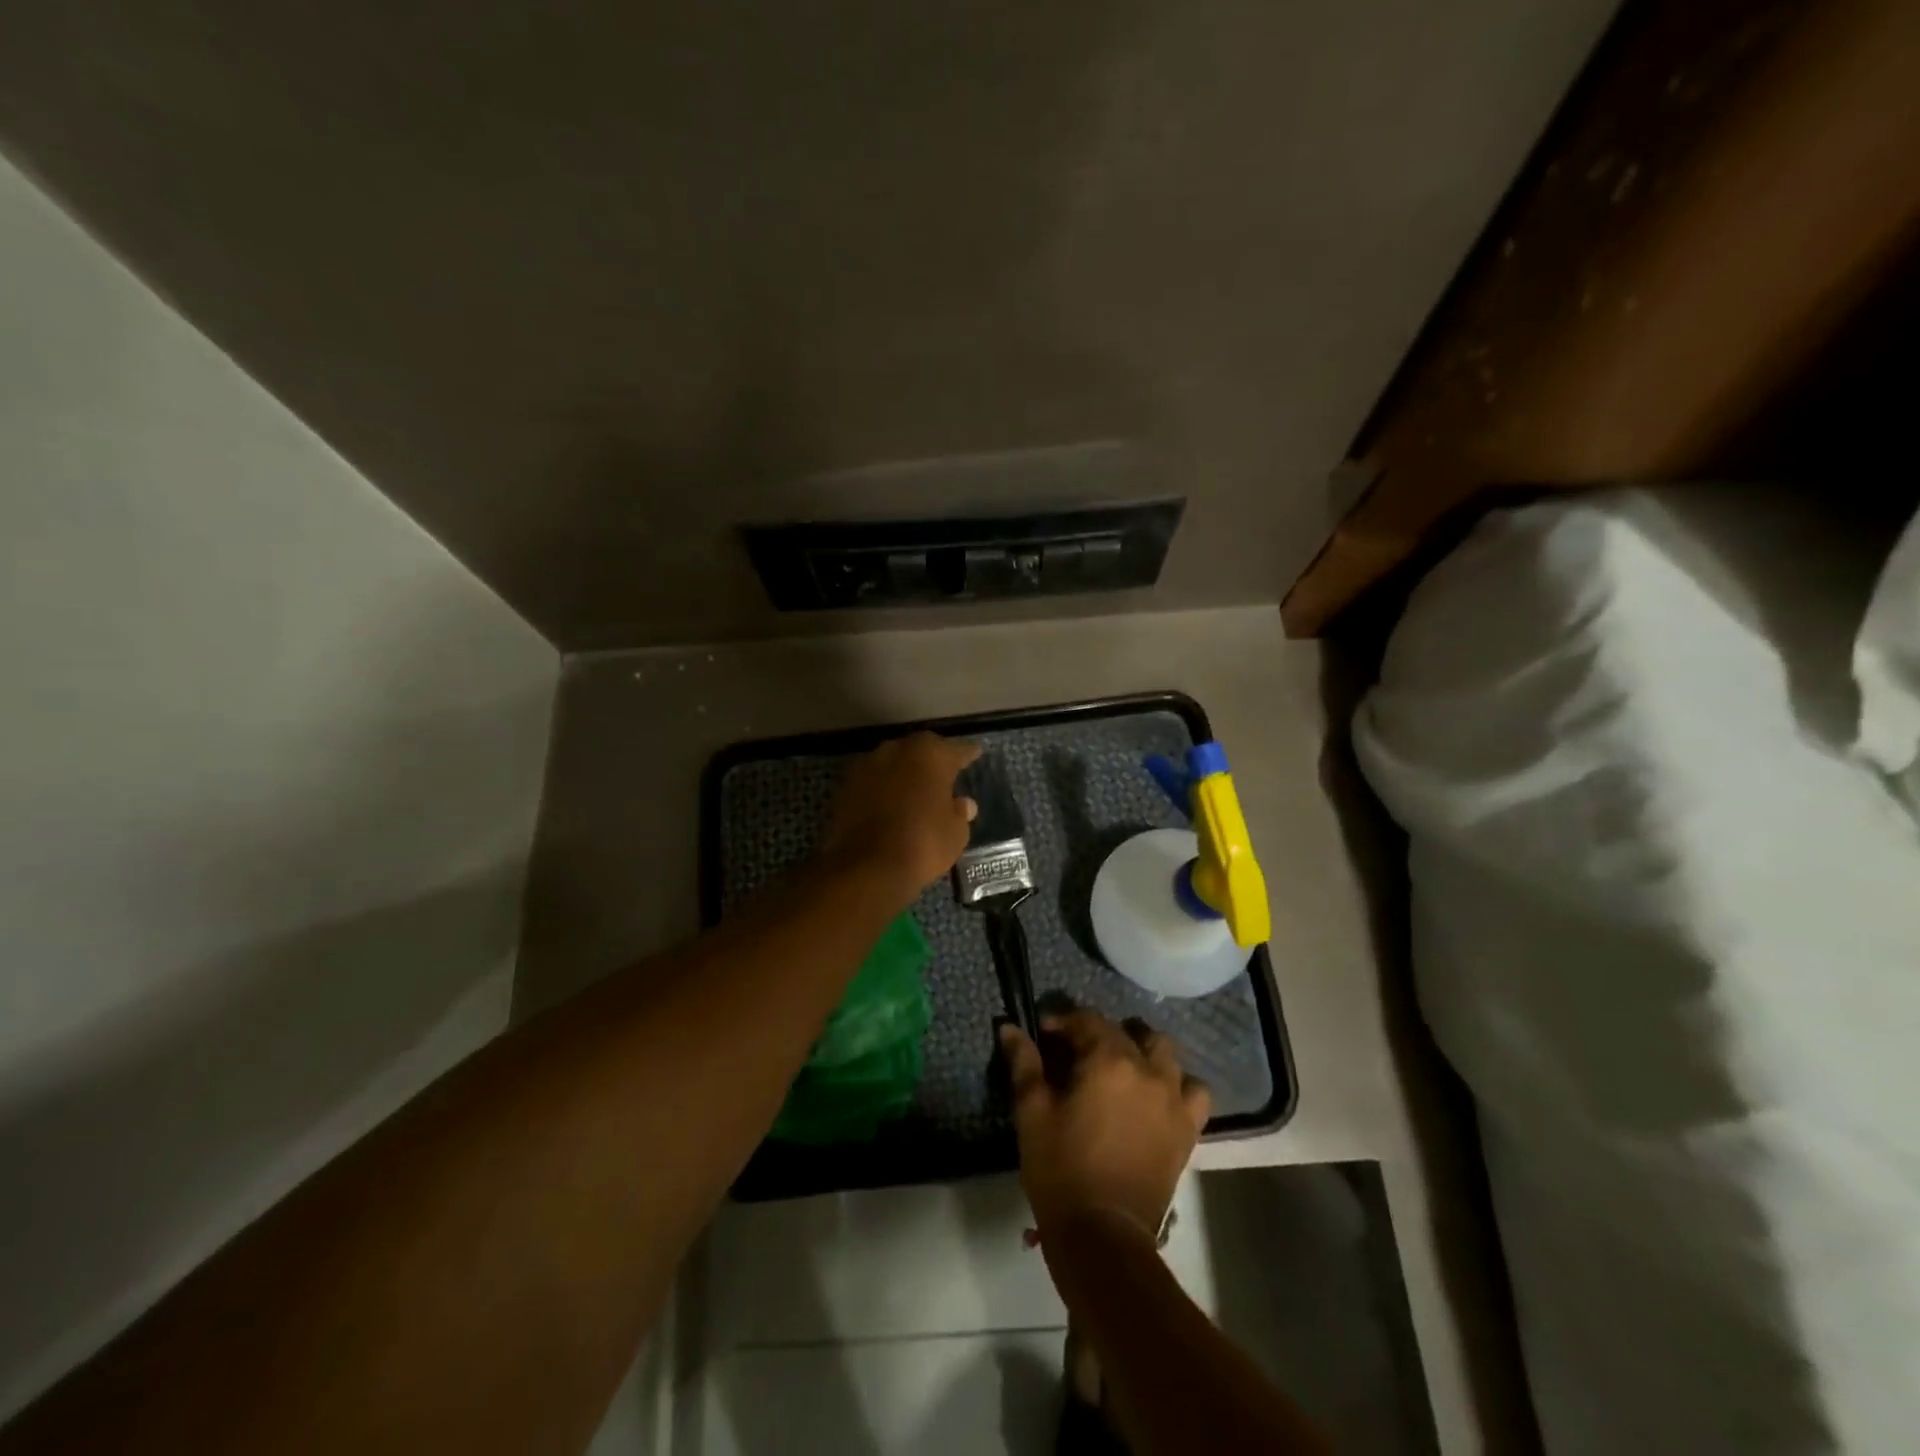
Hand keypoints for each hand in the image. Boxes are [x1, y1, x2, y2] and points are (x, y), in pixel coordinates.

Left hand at [819, 731, 980, 898]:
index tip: (975, 753)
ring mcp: (867, 764)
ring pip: (893, 762)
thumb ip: (959, 813)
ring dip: (903, 772)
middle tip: (942, 774)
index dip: (967, 754)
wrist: (865, 867)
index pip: (957, 749)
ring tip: (913, 790)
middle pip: (921, 750)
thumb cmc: (922, 845)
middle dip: (931, 761)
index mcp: (931, 755)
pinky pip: (872, 780)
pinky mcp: (845, 784)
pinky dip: (881, 788)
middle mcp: (898, 749)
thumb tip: (962, 804)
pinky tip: (888, 803)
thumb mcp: (955, 833)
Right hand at [1000, 1010, 1210, 1242]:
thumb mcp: (1032, 1113)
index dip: (1062, 1021)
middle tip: (1076, 1054)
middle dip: (1098, 1033)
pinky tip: (1157, 1094)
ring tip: (1120, 1066)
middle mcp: (1147, 1069)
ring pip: (1164, 1051)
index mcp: (1108, 1060)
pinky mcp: (1188, 1129)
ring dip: (1141, 1049)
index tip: (1044, 1034)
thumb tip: (1009, 1028)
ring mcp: (1173, 1098)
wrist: (1103, 1236)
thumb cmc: (1060, 1169)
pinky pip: (1194, 1090)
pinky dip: (1178, 1084)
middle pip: (1125, 1032)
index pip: (1086, 1020)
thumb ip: (1024, 1064)